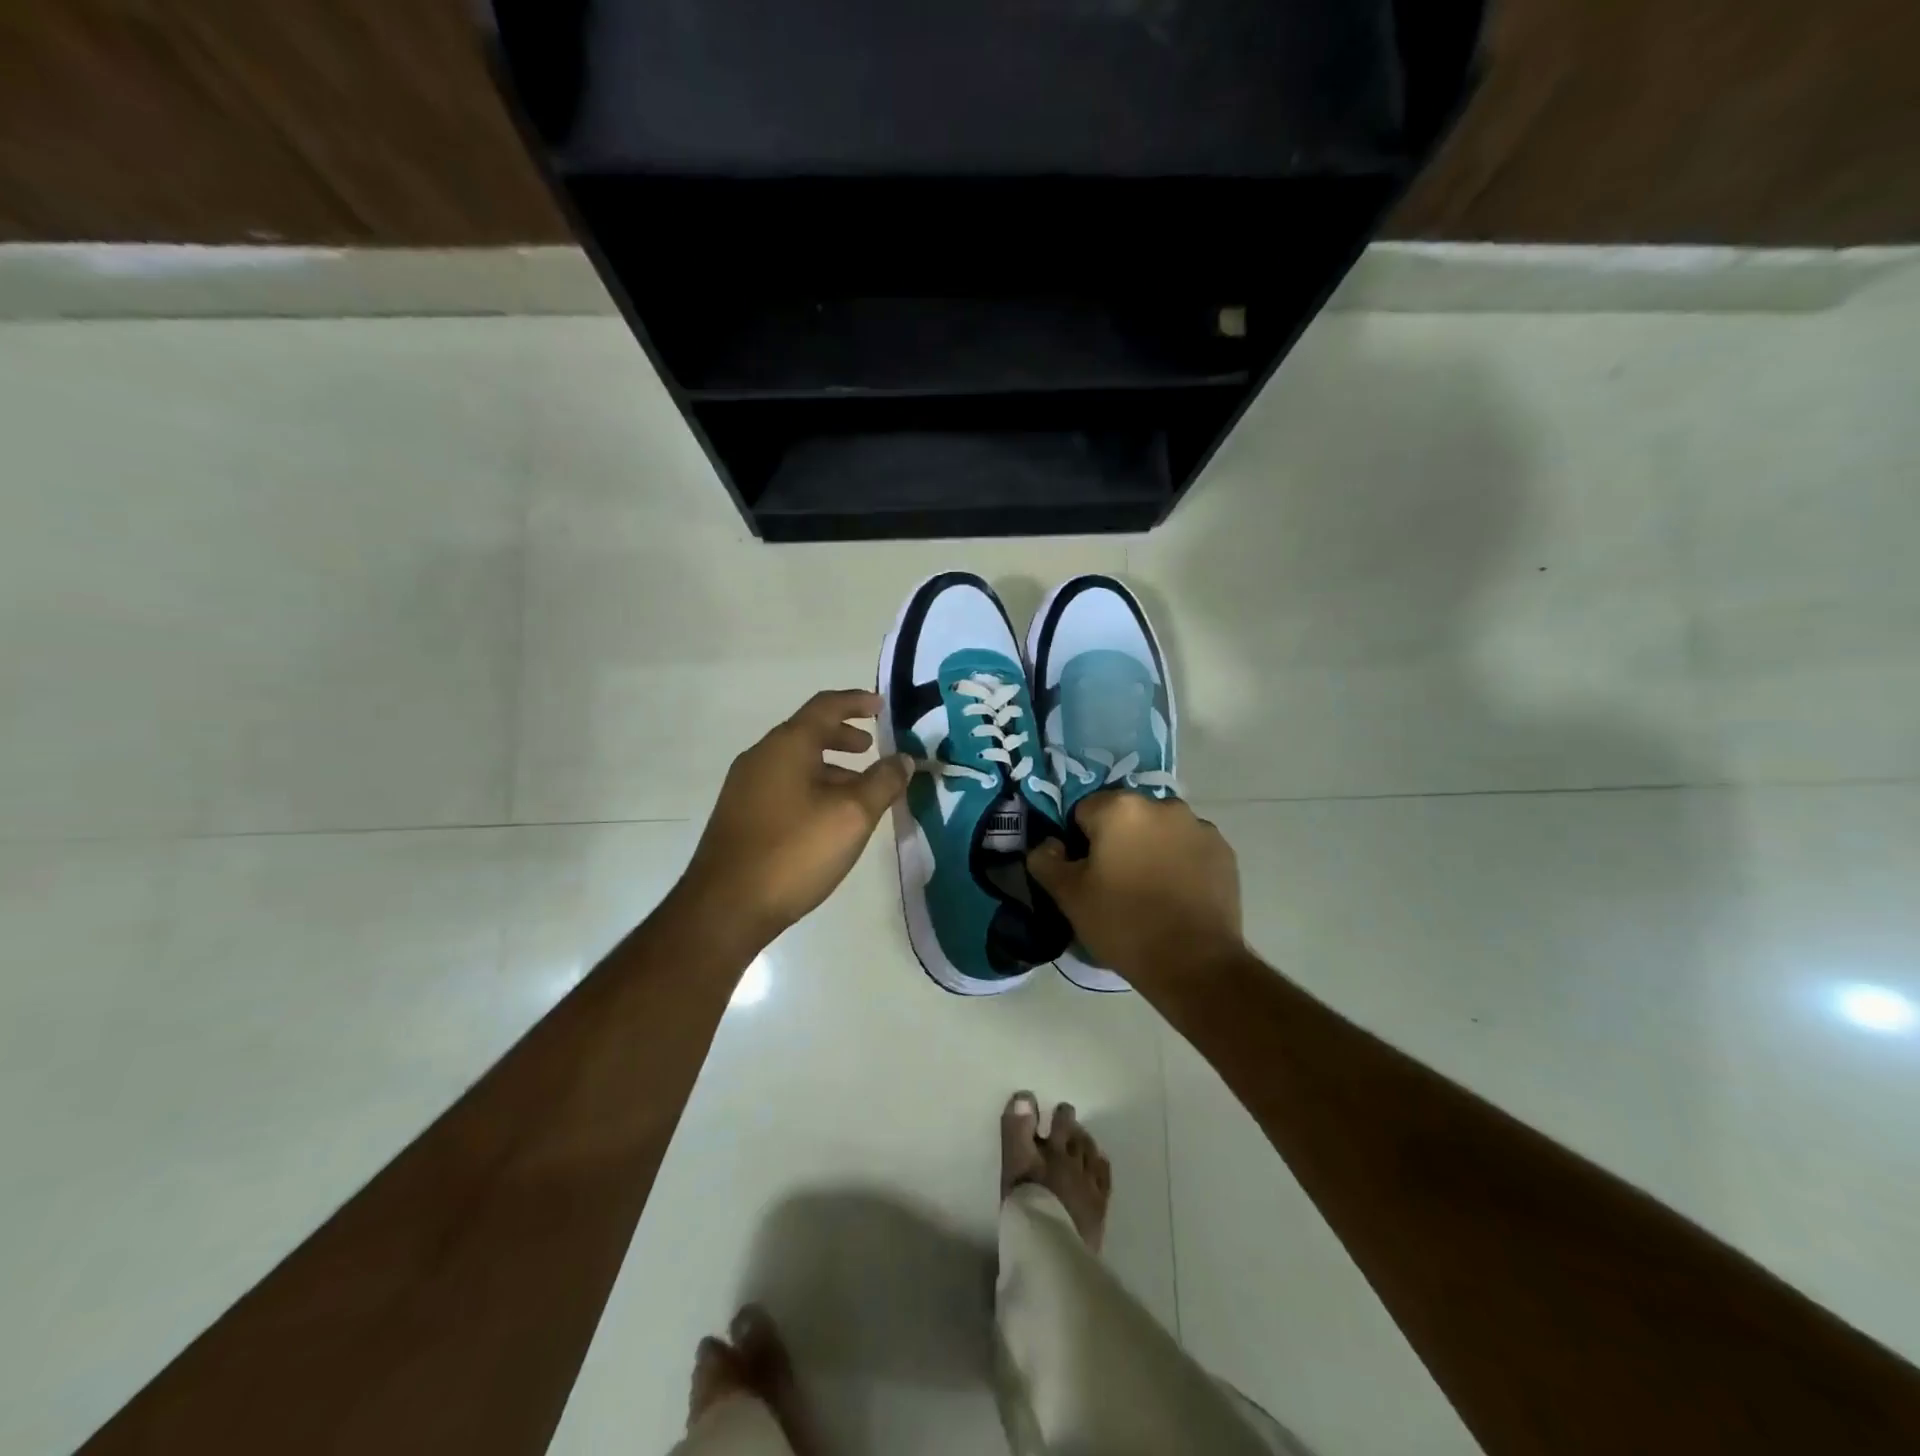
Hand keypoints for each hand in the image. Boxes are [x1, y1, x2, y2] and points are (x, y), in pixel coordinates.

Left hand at [679, 689, 912, 949]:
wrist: (725, 907)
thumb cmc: (794, 852)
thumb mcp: (852, 816)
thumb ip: (883, 782)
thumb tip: (904, 759)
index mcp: (787, 746)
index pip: (825, 706)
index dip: (857, 702)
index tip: (882, 706)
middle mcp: (761, 757)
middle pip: (808, 732)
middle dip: (843, 736)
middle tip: (872, 749)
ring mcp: (745, 787)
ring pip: (796, 762)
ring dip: (830, 767)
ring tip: (858, 790)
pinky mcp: (740, 815)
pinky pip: (783, 785)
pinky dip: (812, 786)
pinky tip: (827, 818)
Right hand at [1027, 792, 1243, 984]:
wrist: (1195, 963)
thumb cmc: (1123, 923)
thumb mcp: (1068, 896)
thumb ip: (1046, 860)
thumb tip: (1048, 845)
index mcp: (1120, 808)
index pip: (1083, 811)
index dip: (1079, 842)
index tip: (1085, 874)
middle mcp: (1162, 805)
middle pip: (1125, 817)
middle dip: (1117, 841)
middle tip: (1114, 884)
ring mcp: (1198, 826)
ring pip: (1159, 830)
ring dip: (1151, 848)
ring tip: (1149, 892)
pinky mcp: (1223, 851)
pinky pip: (1189, 848)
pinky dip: (1180, 862)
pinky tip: (1177, 896)